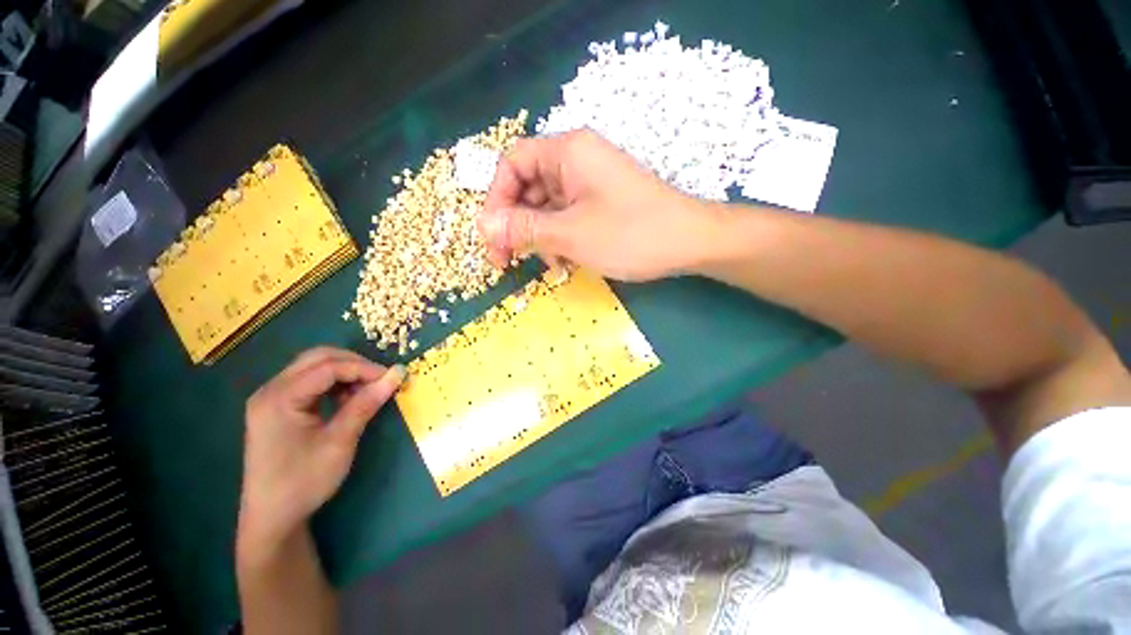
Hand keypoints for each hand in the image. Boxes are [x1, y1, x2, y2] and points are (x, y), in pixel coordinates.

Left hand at [238, 347, 403, 550]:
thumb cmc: (304, 481)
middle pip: (318, 358)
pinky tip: (346, 399)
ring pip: (314, 367)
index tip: (392, 377)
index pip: (328, 367)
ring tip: (365, 391)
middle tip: (380, 380)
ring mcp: (271, 398)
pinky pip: (309, 382)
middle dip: (354, 364)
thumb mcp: (340, 442)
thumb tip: (397, 375)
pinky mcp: (276, 407)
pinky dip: (333, 384)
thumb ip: (366, 404)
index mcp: (280, 398)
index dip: (364, 368)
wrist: (271, 518)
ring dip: (345, 373)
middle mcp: (270, 390)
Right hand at [479, 129, 722, 280]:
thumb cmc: (630, 234)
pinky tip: (565, 261)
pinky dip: (560, 238)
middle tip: (507, 261)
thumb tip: (483, 225)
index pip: (512, 164)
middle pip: (528, 187)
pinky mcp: (600, 203)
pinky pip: (567, 216)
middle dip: (516, 224)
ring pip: (547, 207)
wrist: (689, 243)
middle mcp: (576, 160)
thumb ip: (524, 228)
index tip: (492, 235)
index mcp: (567, 152)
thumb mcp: (570, 234)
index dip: (496, 199)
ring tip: (548, 264)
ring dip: (539, 236)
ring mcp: (590, 183)